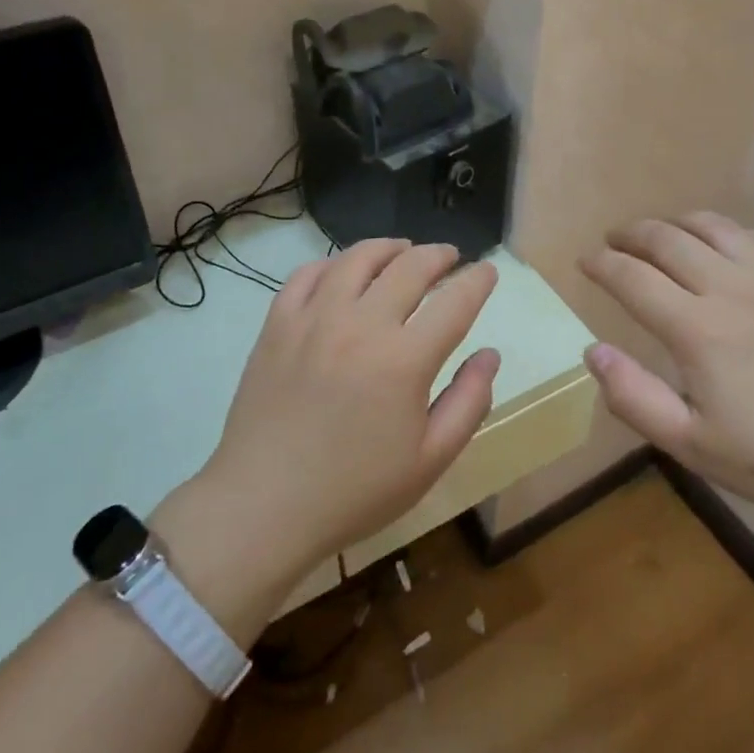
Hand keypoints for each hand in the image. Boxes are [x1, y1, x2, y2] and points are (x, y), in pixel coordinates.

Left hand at [168, 239, 500, 591]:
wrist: (264, 505)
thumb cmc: (355, 491)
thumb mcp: (429, 460)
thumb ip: (469, 402)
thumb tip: (489, 354)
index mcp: (404, 360)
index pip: (455, 302)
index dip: (478, 281)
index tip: (488, 272)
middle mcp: (361, 325)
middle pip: (409, 267)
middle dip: (439, 255)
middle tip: (451, 257)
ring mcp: (314, 319)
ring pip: (358, 258)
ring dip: (389, 247)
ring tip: (402, 251)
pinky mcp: (277, 324)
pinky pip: (307, 274)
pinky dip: (333, 263)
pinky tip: (344, 272)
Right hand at [579, 213, 753, 534]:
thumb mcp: (695, 447)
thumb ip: (635, 398)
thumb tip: (592, 350)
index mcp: (697, 329)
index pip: (632, 278)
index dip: (601, 265)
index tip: (585, 262)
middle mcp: (730, 287)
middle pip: (667, 239)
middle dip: (631, 235)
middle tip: (614, 242)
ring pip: (713, 226)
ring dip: (676, 223)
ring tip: (661, 233)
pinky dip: (729, 233)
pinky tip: (727, 247)